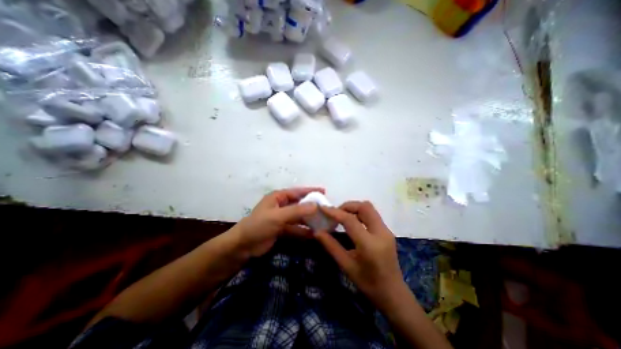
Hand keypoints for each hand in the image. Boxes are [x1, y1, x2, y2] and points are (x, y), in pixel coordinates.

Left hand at [230, 188, 322, 259]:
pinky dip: (304, 231)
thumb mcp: (278, 216)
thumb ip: (297, 211)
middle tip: (326, 209)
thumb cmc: (258, 225)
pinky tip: (314, 234)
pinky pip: (296, 228)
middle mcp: (281, 206)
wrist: (243, 246)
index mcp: (278, 197)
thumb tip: (316, 206)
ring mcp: (282, 219)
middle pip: (300, 204)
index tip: (324, 192)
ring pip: (299, 217)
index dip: (311, 191)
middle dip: (312, 207)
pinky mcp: (282, 230)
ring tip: (323, 222)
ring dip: (309, 220)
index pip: (297, 191)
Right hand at [316, 201, 407, 310]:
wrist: (393, 294)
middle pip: (364, 207)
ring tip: (342, 217)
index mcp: (369, 244)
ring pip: (369, 208)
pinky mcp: (387, 231)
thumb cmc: (368, 284)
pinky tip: (352, 223)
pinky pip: (372, 215)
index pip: (350, 220)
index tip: (323, 208)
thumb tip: (317, 232)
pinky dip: (360, 214)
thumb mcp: (346, 265)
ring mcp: (386, 231)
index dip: (335, 212)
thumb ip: (331, 246)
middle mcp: (381, 233)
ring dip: (354, 208)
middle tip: (335, 214)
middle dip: (347, 206)